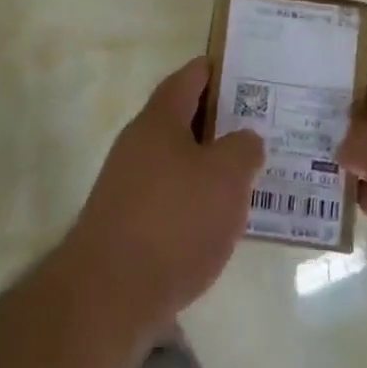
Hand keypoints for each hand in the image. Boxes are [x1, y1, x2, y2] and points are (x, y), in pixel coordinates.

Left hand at [62, 58, 264, 329]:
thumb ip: (244, 149)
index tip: (247, 73)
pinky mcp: (125, 224)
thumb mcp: (226, 178)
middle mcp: (138, 143)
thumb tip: (244, 139)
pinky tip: (218, 223)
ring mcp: (127, 184)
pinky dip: (194, 200)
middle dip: (219, 122)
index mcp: (159, 119)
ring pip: (177, 161)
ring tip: (247, 177)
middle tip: (258, 127)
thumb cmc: (174, 221)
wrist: (108, 296)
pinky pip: (169, 197)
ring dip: (208, 165)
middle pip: (182, 119)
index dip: (217, 71)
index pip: (190, 78)